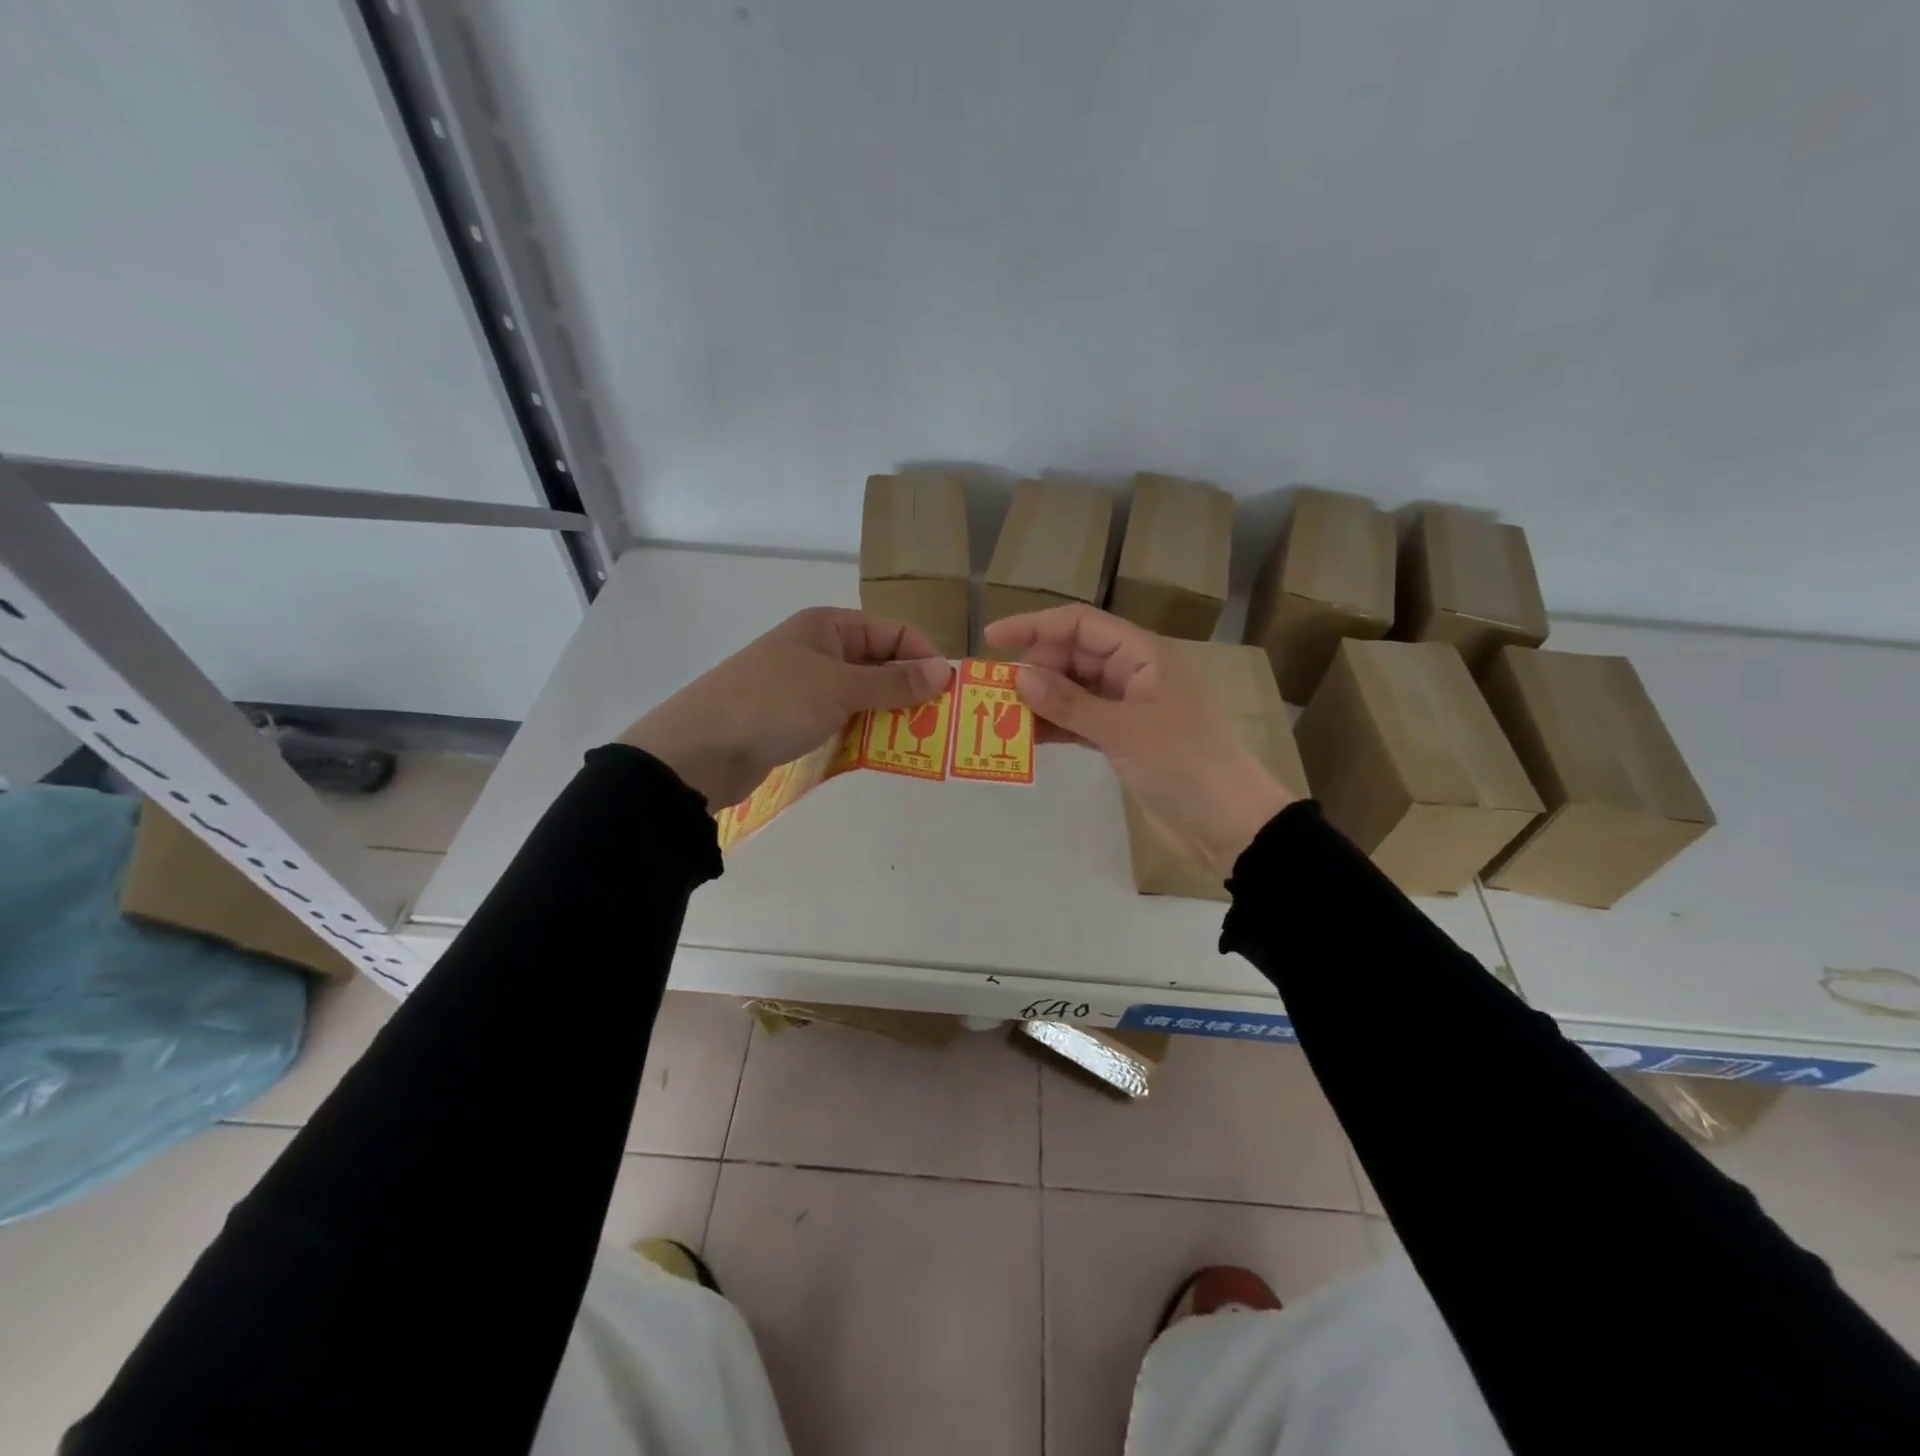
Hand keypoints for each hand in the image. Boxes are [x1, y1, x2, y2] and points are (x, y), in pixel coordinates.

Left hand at [620, 608, 949, 807]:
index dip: (924, 656)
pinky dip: (864, 732)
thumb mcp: (840, 688)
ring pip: (863, 695)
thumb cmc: (774, 704)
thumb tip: (944, 671)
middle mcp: (819, 649)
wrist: (700, 750)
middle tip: (939, 722)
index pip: (893, 631)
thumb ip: (894, 681)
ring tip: (918, 741)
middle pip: (880, 663)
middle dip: (910, 689)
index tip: (949, 692)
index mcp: (828, 626)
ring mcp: (805, 685)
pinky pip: (843, 719)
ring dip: (890, 714)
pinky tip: (883, 752)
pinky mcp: (796, 719)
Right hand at [984, 604, 1294, 874]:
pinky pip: (1080, 721)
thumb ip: (1069, 703)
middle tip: (992, 690)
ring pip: (1073, 690)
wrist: (1227, 822)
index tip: (992, 638)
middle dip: (1034, 668)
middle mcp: (1133, 672)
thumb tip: (1018, 676)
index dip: (1035, 626)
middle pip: (1073, 655)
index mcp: (1142, 654)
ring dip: (1040, 700)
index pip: (1080, 624)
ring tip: (1000, 714)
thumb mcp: (1123, 729)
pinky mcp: (1122, 738)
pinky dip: (1055, 726)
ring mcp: (1127, 707)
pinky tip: (1026, 737)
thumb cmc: (1183, 763)